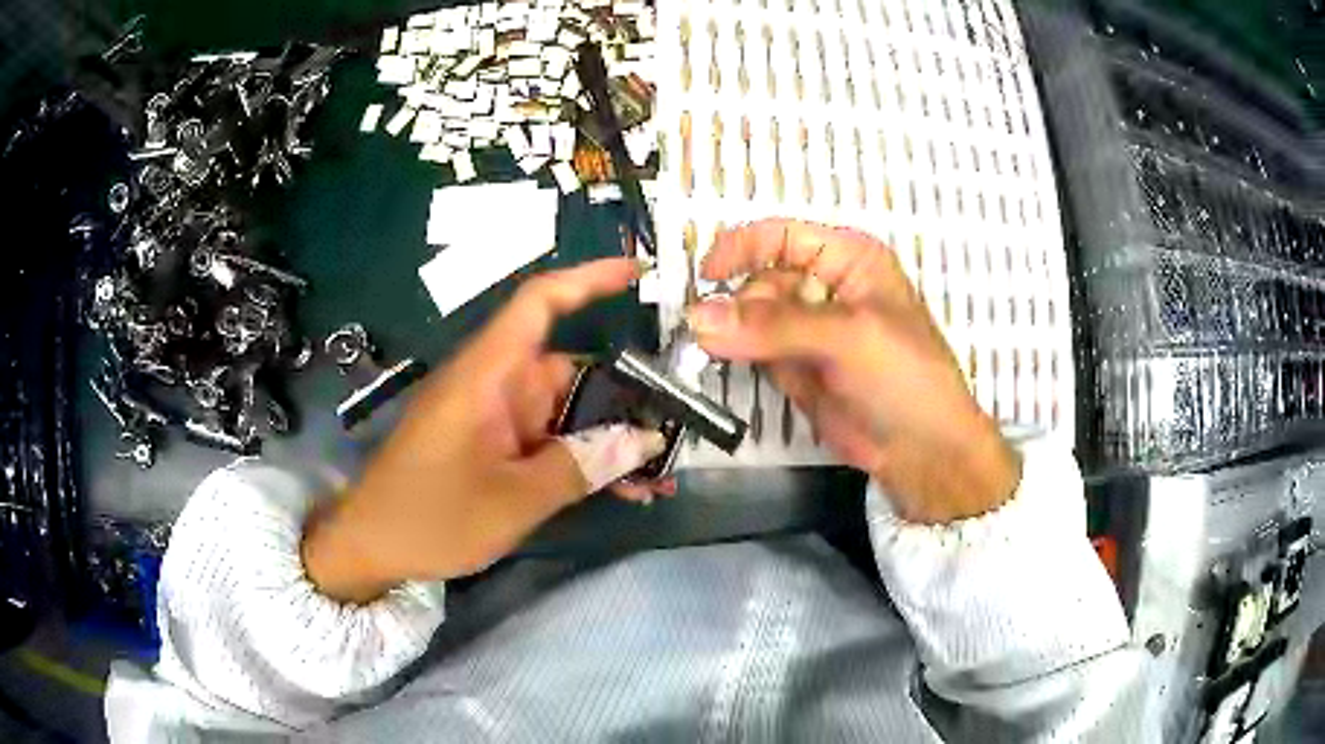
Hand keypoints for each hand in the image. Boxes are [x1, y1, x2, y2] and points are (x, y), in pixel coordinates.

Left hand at [303, 259, 667, 602]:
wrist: (373, 547)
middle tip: (680, 427)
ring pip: (566, 413)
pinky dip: (582, 459)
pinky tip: (624, 490)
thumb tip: (646, 440)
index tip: (638, 275)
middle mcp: (495, 385)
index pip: (539, 303)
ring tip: (660, 474)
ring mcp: (495, 419)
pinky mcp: (494, 447)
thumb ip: (581, 466)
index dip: (587, 280)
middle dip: (625, 398)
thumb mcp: (512, 500)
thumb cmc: (430, 516)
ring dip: (609, 440)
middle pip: (570, 370)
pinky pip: (548, 441)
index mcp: (487, 374)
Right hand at [692, 219, 1020, 523]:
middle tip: (724, 338)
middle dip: (742, 307)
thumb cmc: (904, 378)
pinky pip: (756, 351)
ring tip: (743, 359)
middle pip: (760, 279)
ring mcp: (809, 329)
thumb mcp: (847, 338)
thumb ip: (773, 326)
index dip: (741, 248)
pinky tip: (757, 372)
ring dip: (740, 336)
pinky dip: (746, 359)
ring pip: (752, 318)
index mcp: (848, 259)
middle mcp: (826, 286)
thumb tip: (698, 318)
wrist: (923, 451)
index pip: (781, 236)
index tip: (706, 277)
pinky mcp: (797, 367)